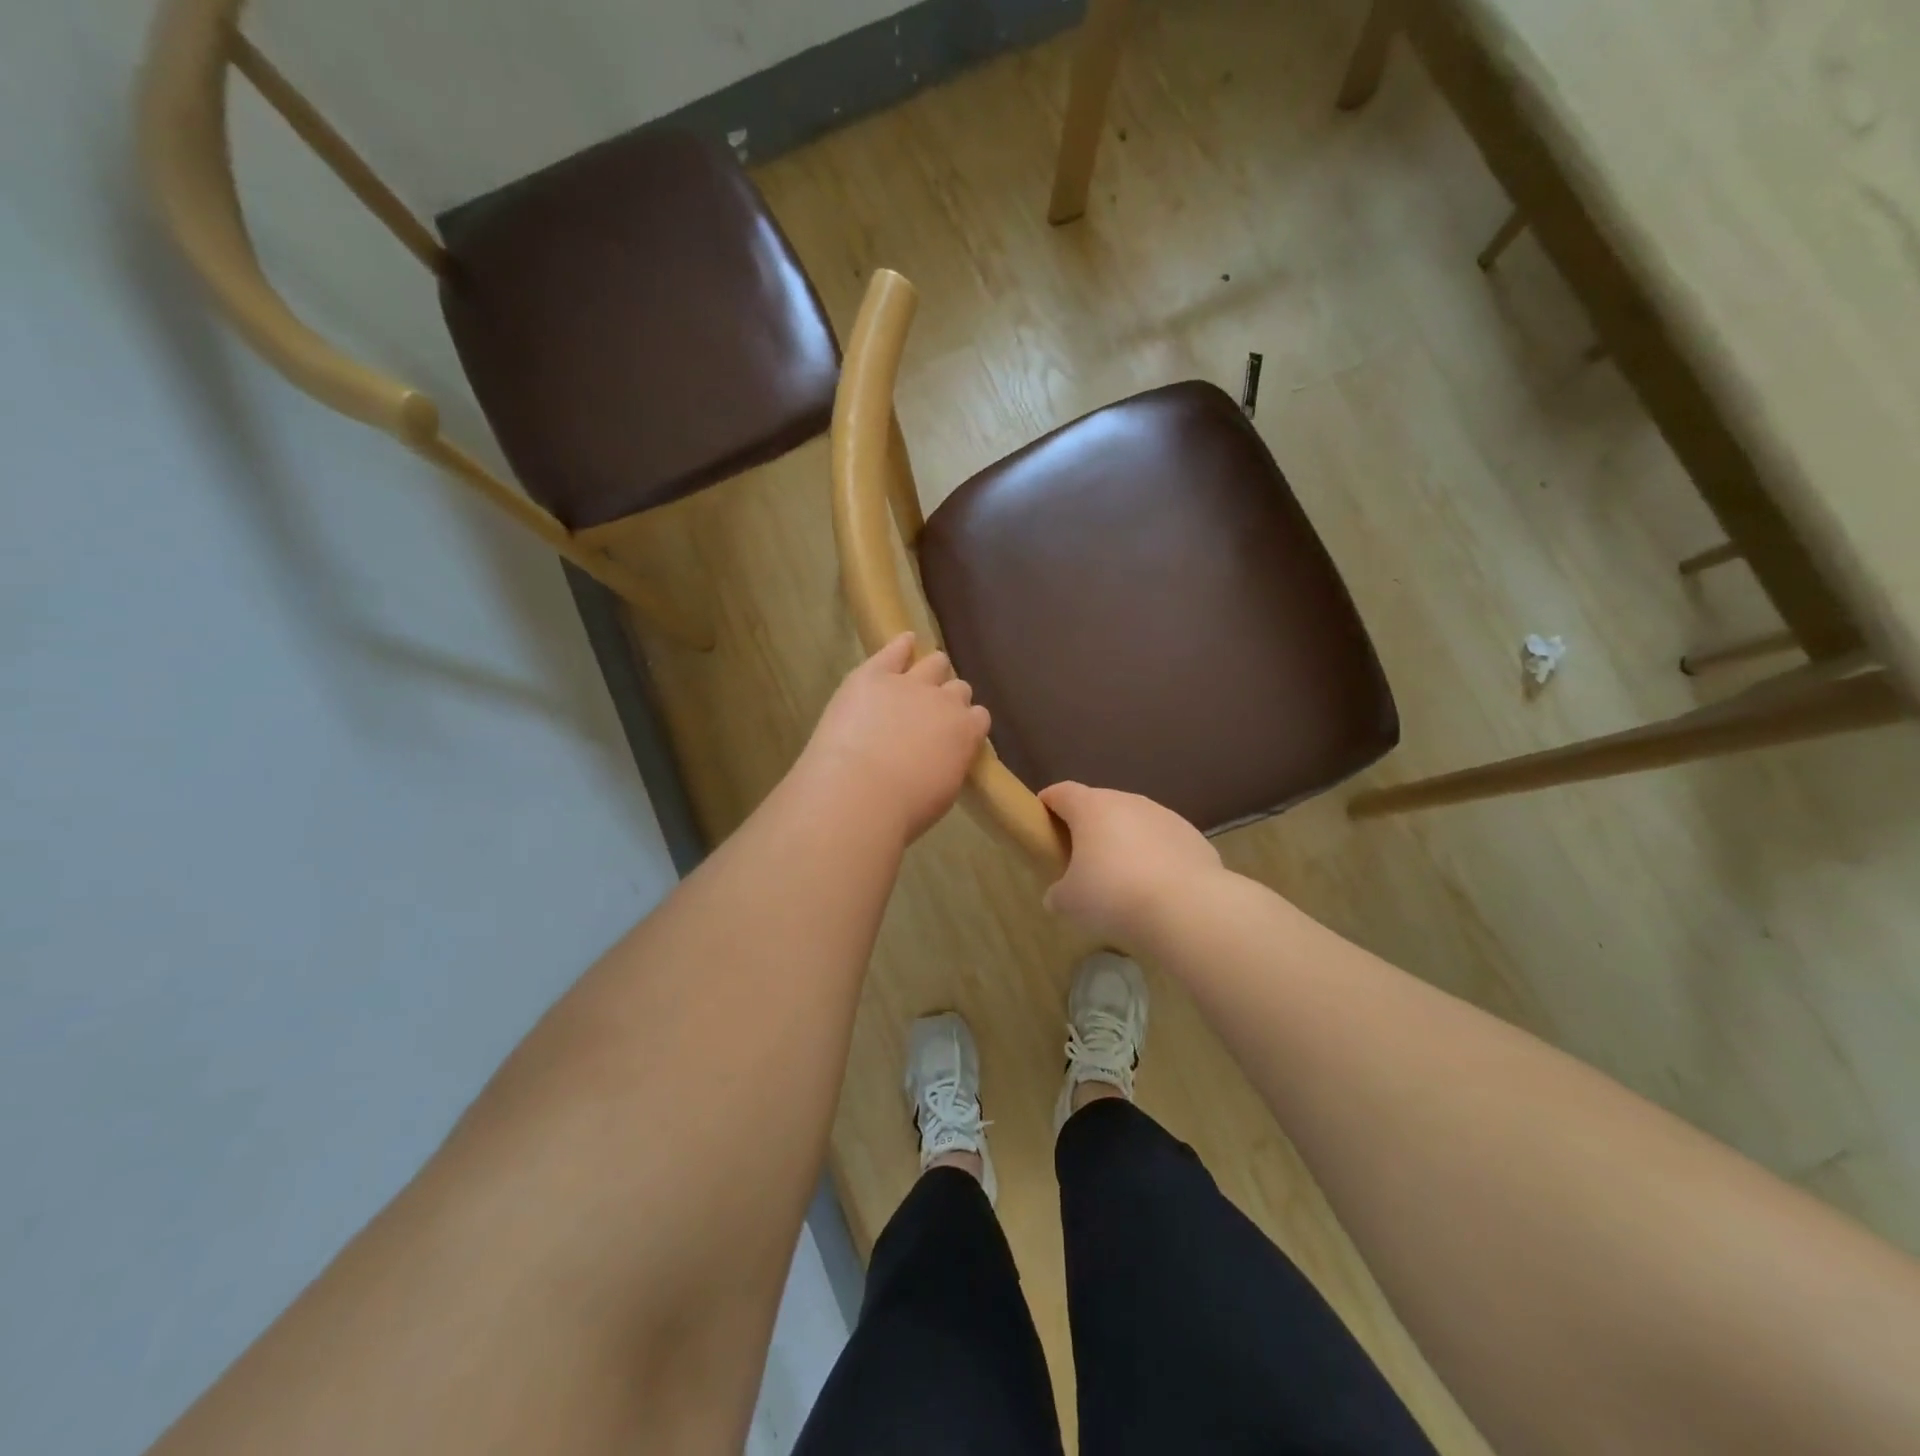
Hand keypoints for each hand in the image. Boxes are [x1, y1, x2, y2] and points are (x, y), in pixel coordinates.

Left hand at [799, 633, 991, 844]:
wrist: (858, 793)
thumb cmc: (903, 809)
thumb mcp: (942, 792)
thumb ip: (950, 764)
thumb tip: (944, 757)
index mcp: (966, 732)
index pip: (978, 717)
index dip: (966, 724)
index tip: (955, 735)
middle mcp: (945, 701)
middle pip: (958, 688)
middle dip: (948, 699)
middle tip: (931, 714)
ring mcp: (909, 684)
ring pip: (934, 663)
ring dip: (930, 671)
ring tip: (919, 679)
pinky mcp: (874, 675)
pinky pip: (895, 650)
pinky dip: (901, 646)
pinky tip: (903, 643)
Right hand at [1039, 782, 1224, 947]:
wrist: (1186, 908)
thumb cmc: (1113, 895)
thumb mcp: (1069, 902)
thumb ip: (1058, 893)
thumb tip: (1058, 895)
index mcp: (1091, 808)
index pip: (1062, 792)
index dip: (1048, 803)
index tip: (1041, 818)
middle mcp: (1128, 801)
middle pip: (1099, 805)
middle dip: (1088, 826)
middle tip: (1080, 857)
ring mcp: (1164, 815)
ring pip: (1134, 821)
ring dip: (1123, 840)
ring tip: (1121, 876)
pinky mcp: (1191, 836)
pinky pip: (1162, 840)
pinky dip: (1154, 855)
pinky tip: (1155, 886)